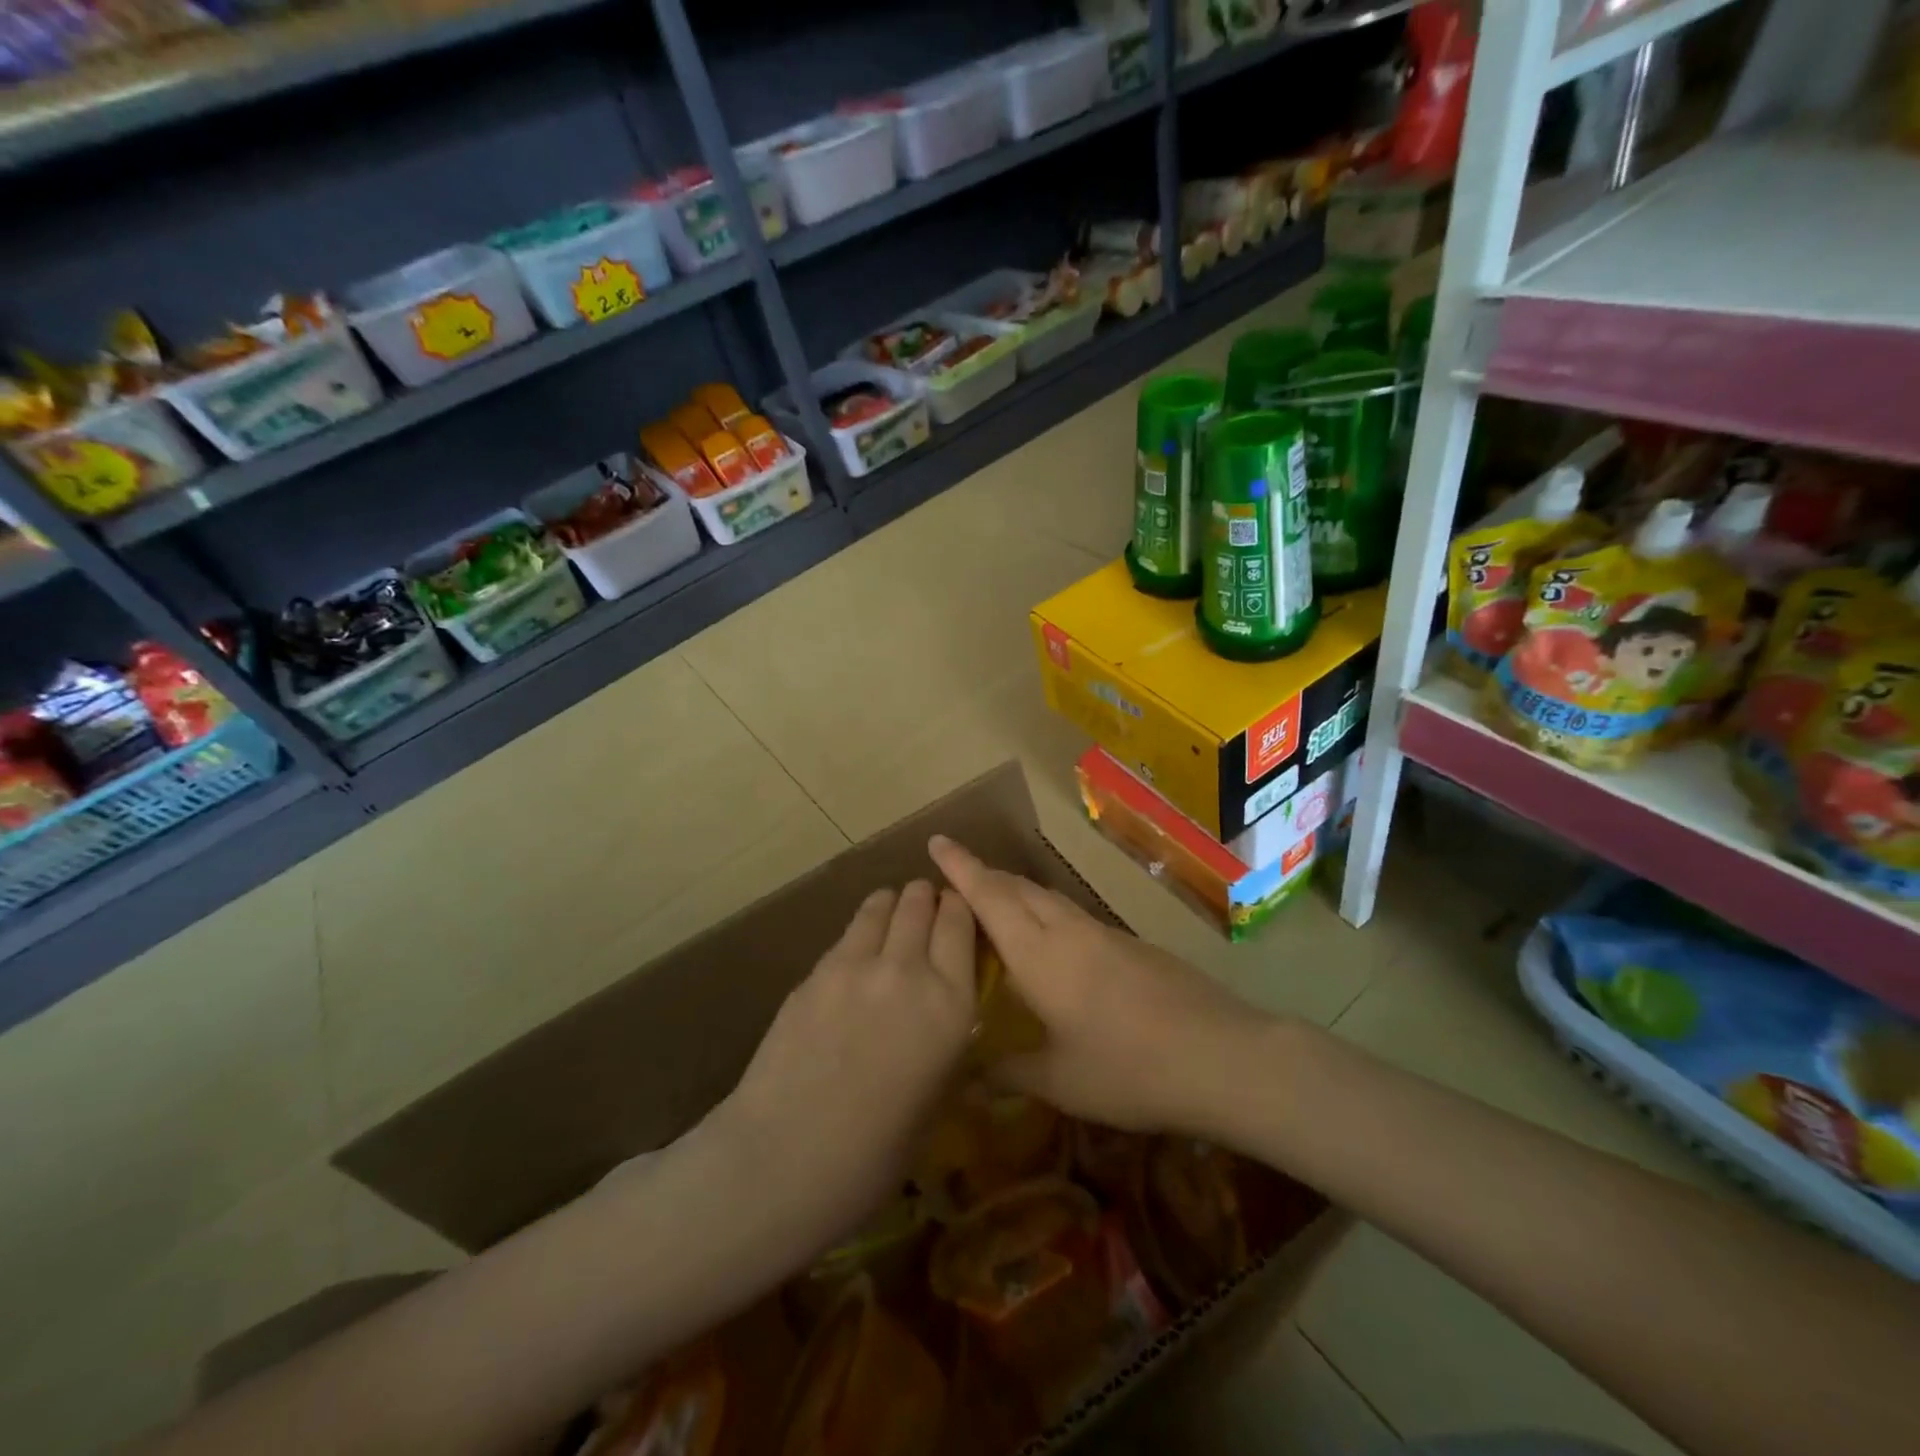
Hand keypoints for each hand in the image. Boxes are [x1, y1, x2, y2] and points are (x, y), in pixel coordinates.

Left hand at [712, 881, 976, 1246]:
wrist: (785, 1158)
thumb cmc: (875, 1153)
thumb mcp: (938, 1096)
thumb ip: (947, 1040)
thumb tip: (946, 1014)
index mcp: (951, 1005)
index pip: (961, 923)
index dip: (960, 908)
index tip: (958, 911)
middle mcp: (909, 970)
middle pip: (921, 902)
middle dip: (927, 898)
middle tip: (927, 909)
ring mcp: (857, 964)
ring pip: (882, 905)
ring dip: (893, 904)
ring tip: (893, 914)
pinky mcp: (816, 970)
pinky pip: (848, 933)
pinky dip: (861, 929)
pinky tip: (858, 951)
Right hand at [930, 836, 1272, 1136]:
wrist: (1220, 1055)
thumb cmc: (1129, 1069)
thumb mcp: (1061, 1081)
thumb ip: (1011, 1071)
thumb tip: (969, 1075)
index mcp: (1040, 954)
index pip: (990, 897)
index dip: (960, 868)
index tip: (937, 841)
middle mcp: (1068, 931)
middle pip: (1018, 888)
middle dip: (984, 875)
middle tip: (955, 876)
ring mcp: (1104, 933)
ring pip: (1048, 898)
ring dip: (1017, 892)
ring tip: (996, 903)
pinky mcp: (1131, 944)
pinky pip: (1073, 916)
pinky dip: (1047, 913)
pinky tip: (1051, 942)